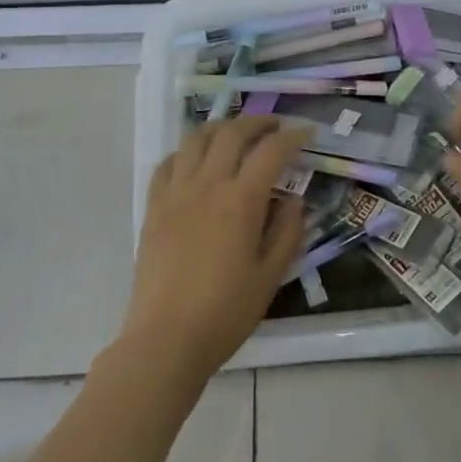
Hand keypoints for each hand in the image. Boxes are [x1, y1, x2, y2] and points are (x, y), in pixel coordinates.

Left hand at [123, 116, 313, 378]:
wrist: (165, 340)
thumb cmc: (225, 312)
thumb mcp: (270, 276)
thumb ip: (287, 232)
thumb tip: (294, 200)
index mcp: (240, 201)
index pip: (271, 151)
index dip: (293, 137)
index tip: (307, 134)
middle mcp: (207, 185)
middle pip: (232, 133)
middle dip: (258, 122)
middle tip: (275, 126)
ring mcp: (175, 193)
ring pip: (196, 139)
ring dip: (221, 127)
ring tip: (236, 133)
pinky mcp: (153, 207)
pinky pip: (168, 163)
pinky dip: (187, 151)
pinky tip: (197, 160)